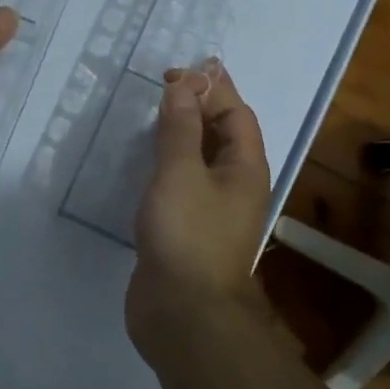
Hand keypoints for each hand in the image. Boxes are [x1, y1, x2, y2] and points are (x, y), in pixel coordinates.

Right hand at [127, 62, 272, 357]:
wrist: (184, 316)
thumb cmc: (188, 235)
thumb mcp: (181, 172)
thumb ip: (181, 127)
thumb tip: (184, 85)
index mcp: (245, 167)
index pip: (235, 113)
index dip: (210, 87)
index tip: (175, 73)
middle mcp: (236, 186)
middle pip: (222, 134)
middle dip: (198, 107)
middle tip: (162, 89)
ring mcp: (213, 211)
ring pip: (201, 160)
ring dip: (181, 135)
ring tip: (152, 118)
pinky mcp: (188, 231)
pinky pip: (183, 185)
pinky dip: (167, 165)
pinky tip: (144, 164)